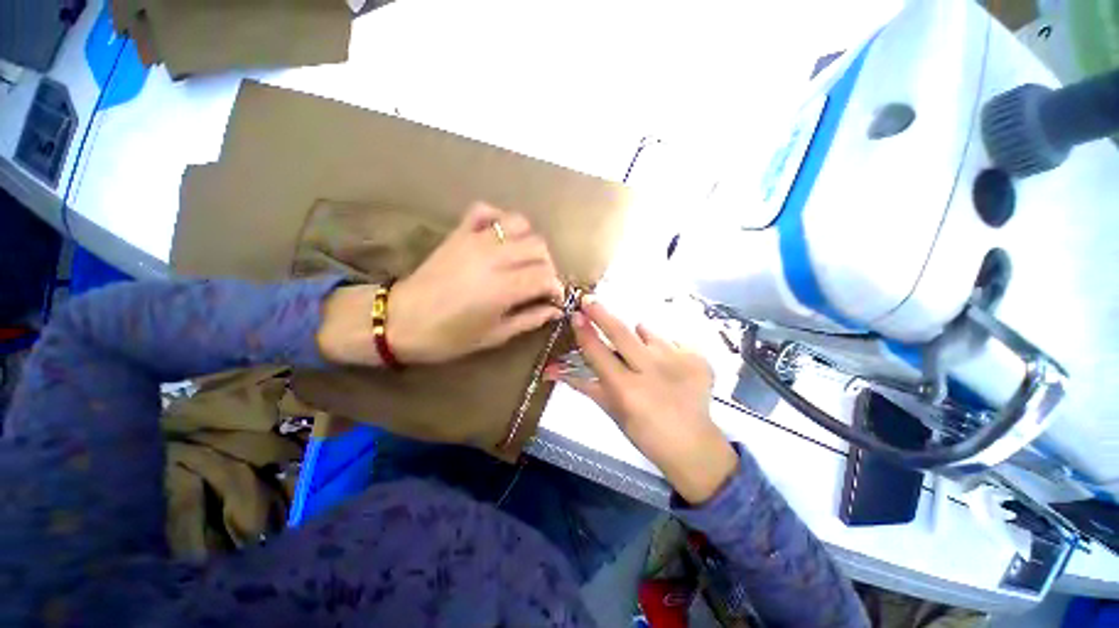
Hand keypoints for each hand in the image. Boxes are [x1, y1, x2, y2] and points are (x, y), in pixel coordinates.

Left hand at [317, 202, 564, 366]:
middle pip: (539, 247)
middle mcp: (493, 258)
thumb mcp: (494, 336)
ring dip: (529, 241)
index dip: (556, 288)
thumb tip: (555, 310)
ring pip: (520, 224)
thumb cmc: (448, 336)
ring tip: (523, 259)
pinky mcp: (459, 232)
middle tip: (539, 283)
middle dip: (547, 266)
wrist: (401, 320)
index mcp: (503, 288)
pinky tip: (500, 237)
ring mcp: (475, 240)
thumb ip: (529, 319)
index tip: (553, 299)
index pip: (546, 276)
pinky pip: (486, 210)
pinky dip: (499, 219)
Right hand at [546, 296, 737, 503]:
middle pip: (621, 332)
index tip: (575, 315)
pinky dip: (662, 348)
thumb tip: (552, 369)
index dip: (584, 332)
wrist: (694, 445)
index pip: (598, 353)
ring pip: (647, 332)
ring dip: (638, 336)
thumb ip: (585, 385)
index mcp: (627, 389)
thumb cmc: (645, 433)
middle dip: (601, 313)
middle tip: (589, 300)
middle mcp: (652, 370)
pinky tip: (667, 366)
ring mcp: (678, 361)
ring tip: (644, 356)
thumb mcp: (612, 412)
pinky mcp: (698, 358)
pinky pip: (670, 340)